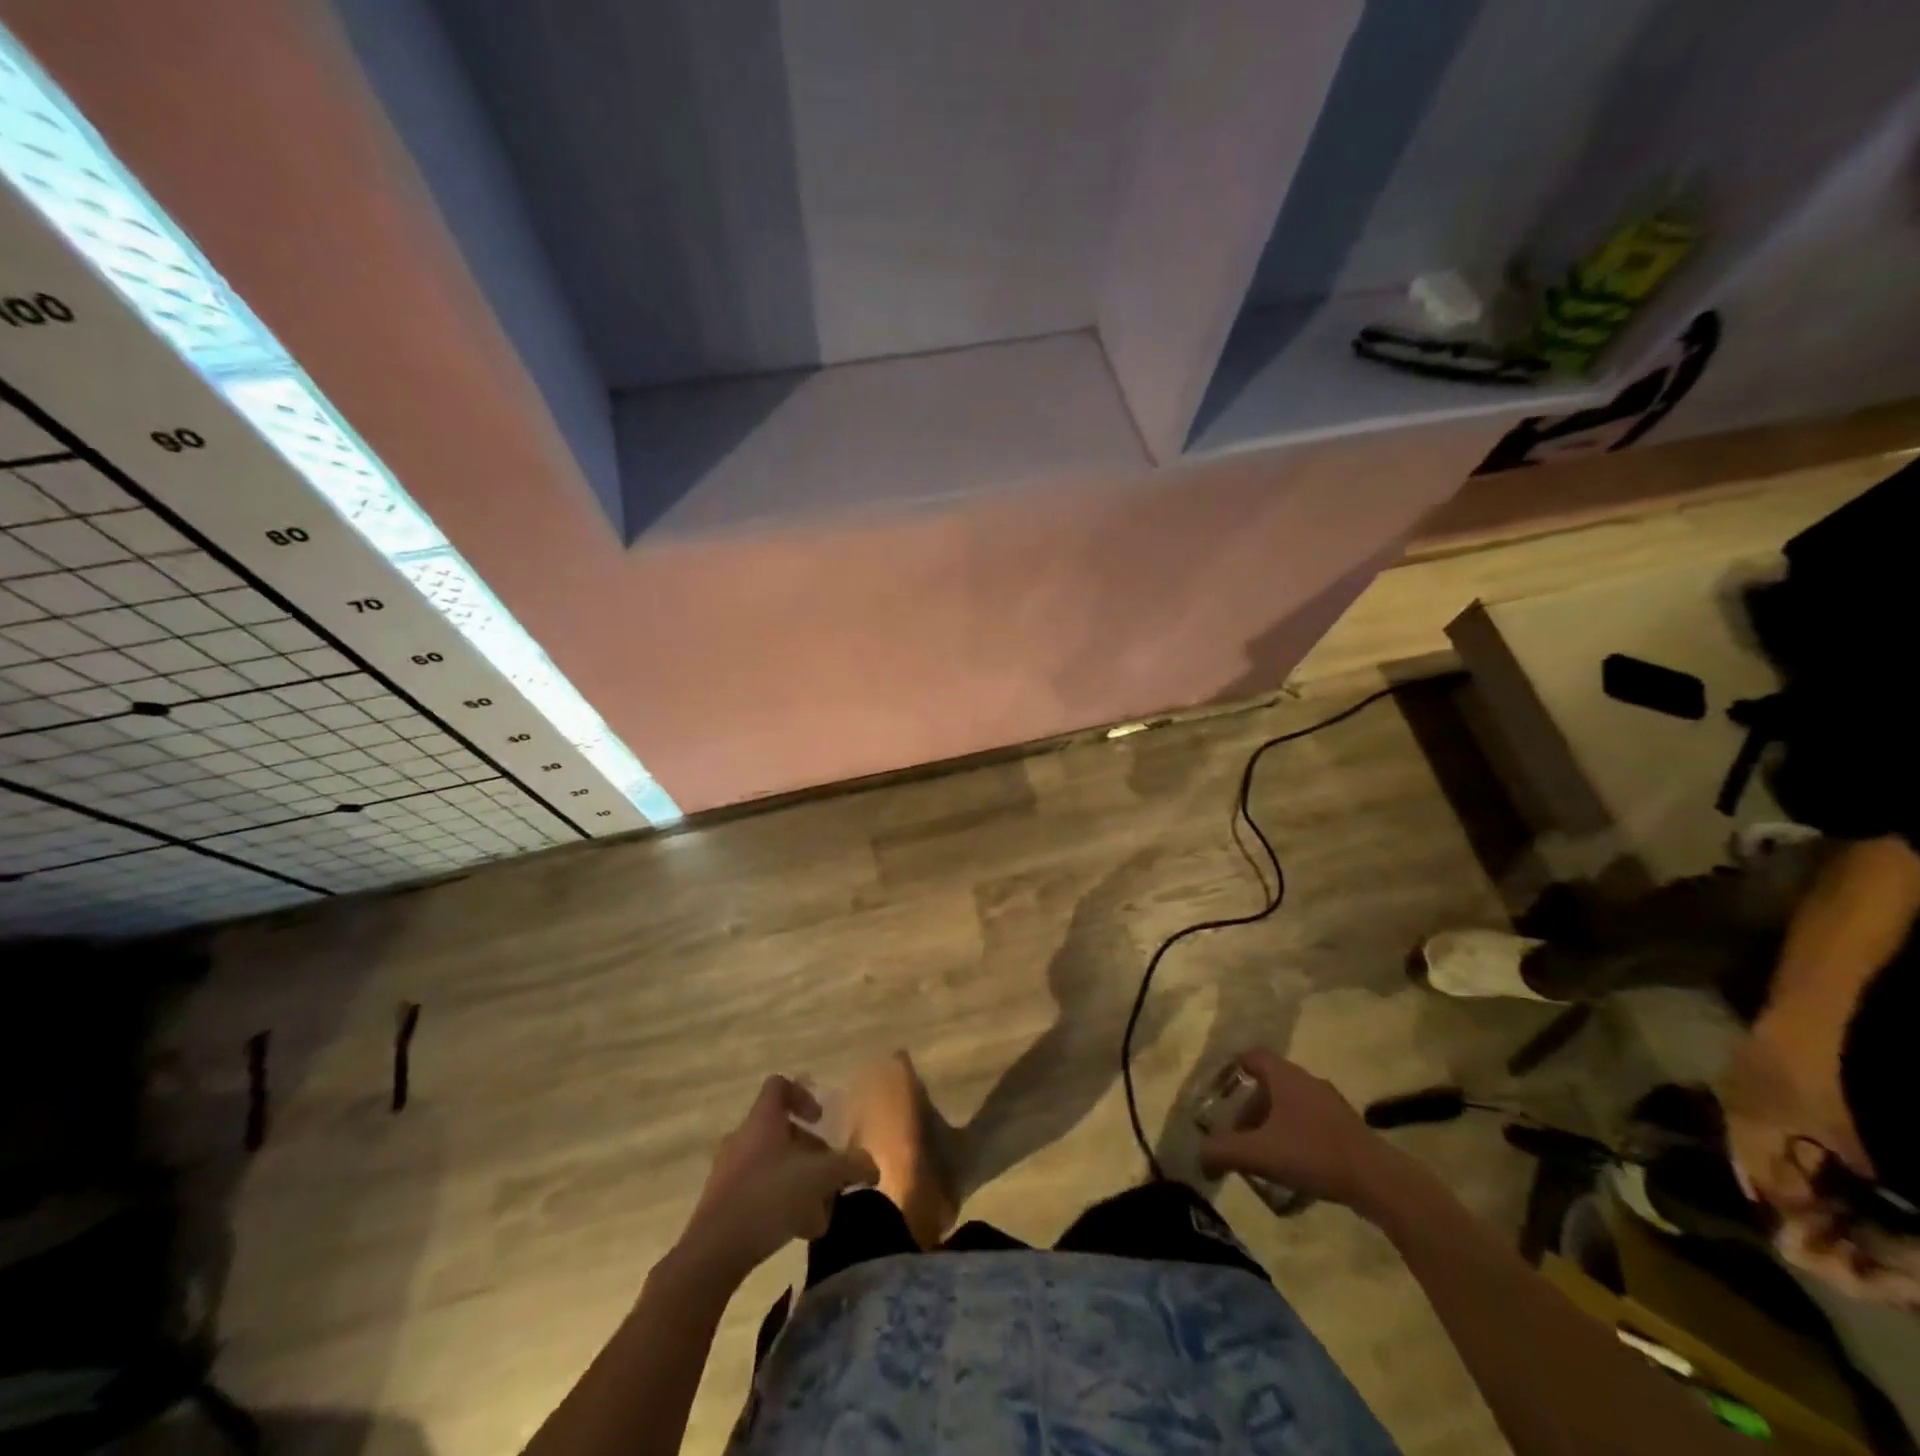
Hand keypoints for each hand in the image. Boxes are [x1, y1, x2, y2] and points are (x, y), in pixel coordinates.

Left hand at [679, 1076, 876, 1278]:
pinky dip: (781, 1203)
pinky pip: (758, 1192)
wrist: (712, 1253)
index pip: (779, 1086)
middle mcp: (743, 1138)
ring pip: (772, 1165)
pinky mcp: (722, 1204)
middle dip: (810, 1153)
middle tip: (829, 1176)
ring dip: (799, 1182)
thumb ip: (850, 1166)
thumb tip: (871, 1166)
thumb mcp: (820, 1177)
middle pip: (781, 1132)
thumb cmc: (769, 1198)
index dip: (803, 1095)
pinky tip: (798, 1231)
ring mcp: (729, 1171)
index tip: (821, 1120)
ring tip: (820, 1212)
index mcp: (762, 1120)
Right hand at [1198, 1050, 1407, 1213]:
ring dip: (1274, 1122)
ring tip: (1263, 1152)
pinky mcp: (1348, 1127)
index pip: (1252, 1056)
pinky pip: (1311, 1122)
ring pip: (1291, 1103)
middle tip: (1238, 1133)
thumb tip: (1198, 1155)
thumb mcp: (1259, 1153)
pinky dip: (1296, 1135)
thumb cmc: (1313, 1154)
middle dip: (1250, 1106)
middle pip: (1270, 1083)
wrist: (1379, 1181)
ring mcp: (1331, 1103)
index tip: (1220, 1091)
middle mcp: (1307, 1081)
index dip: (1233, 1069)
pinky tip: (1294, 1165)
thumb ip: (1222, 1151)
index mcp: (1285, 1076)